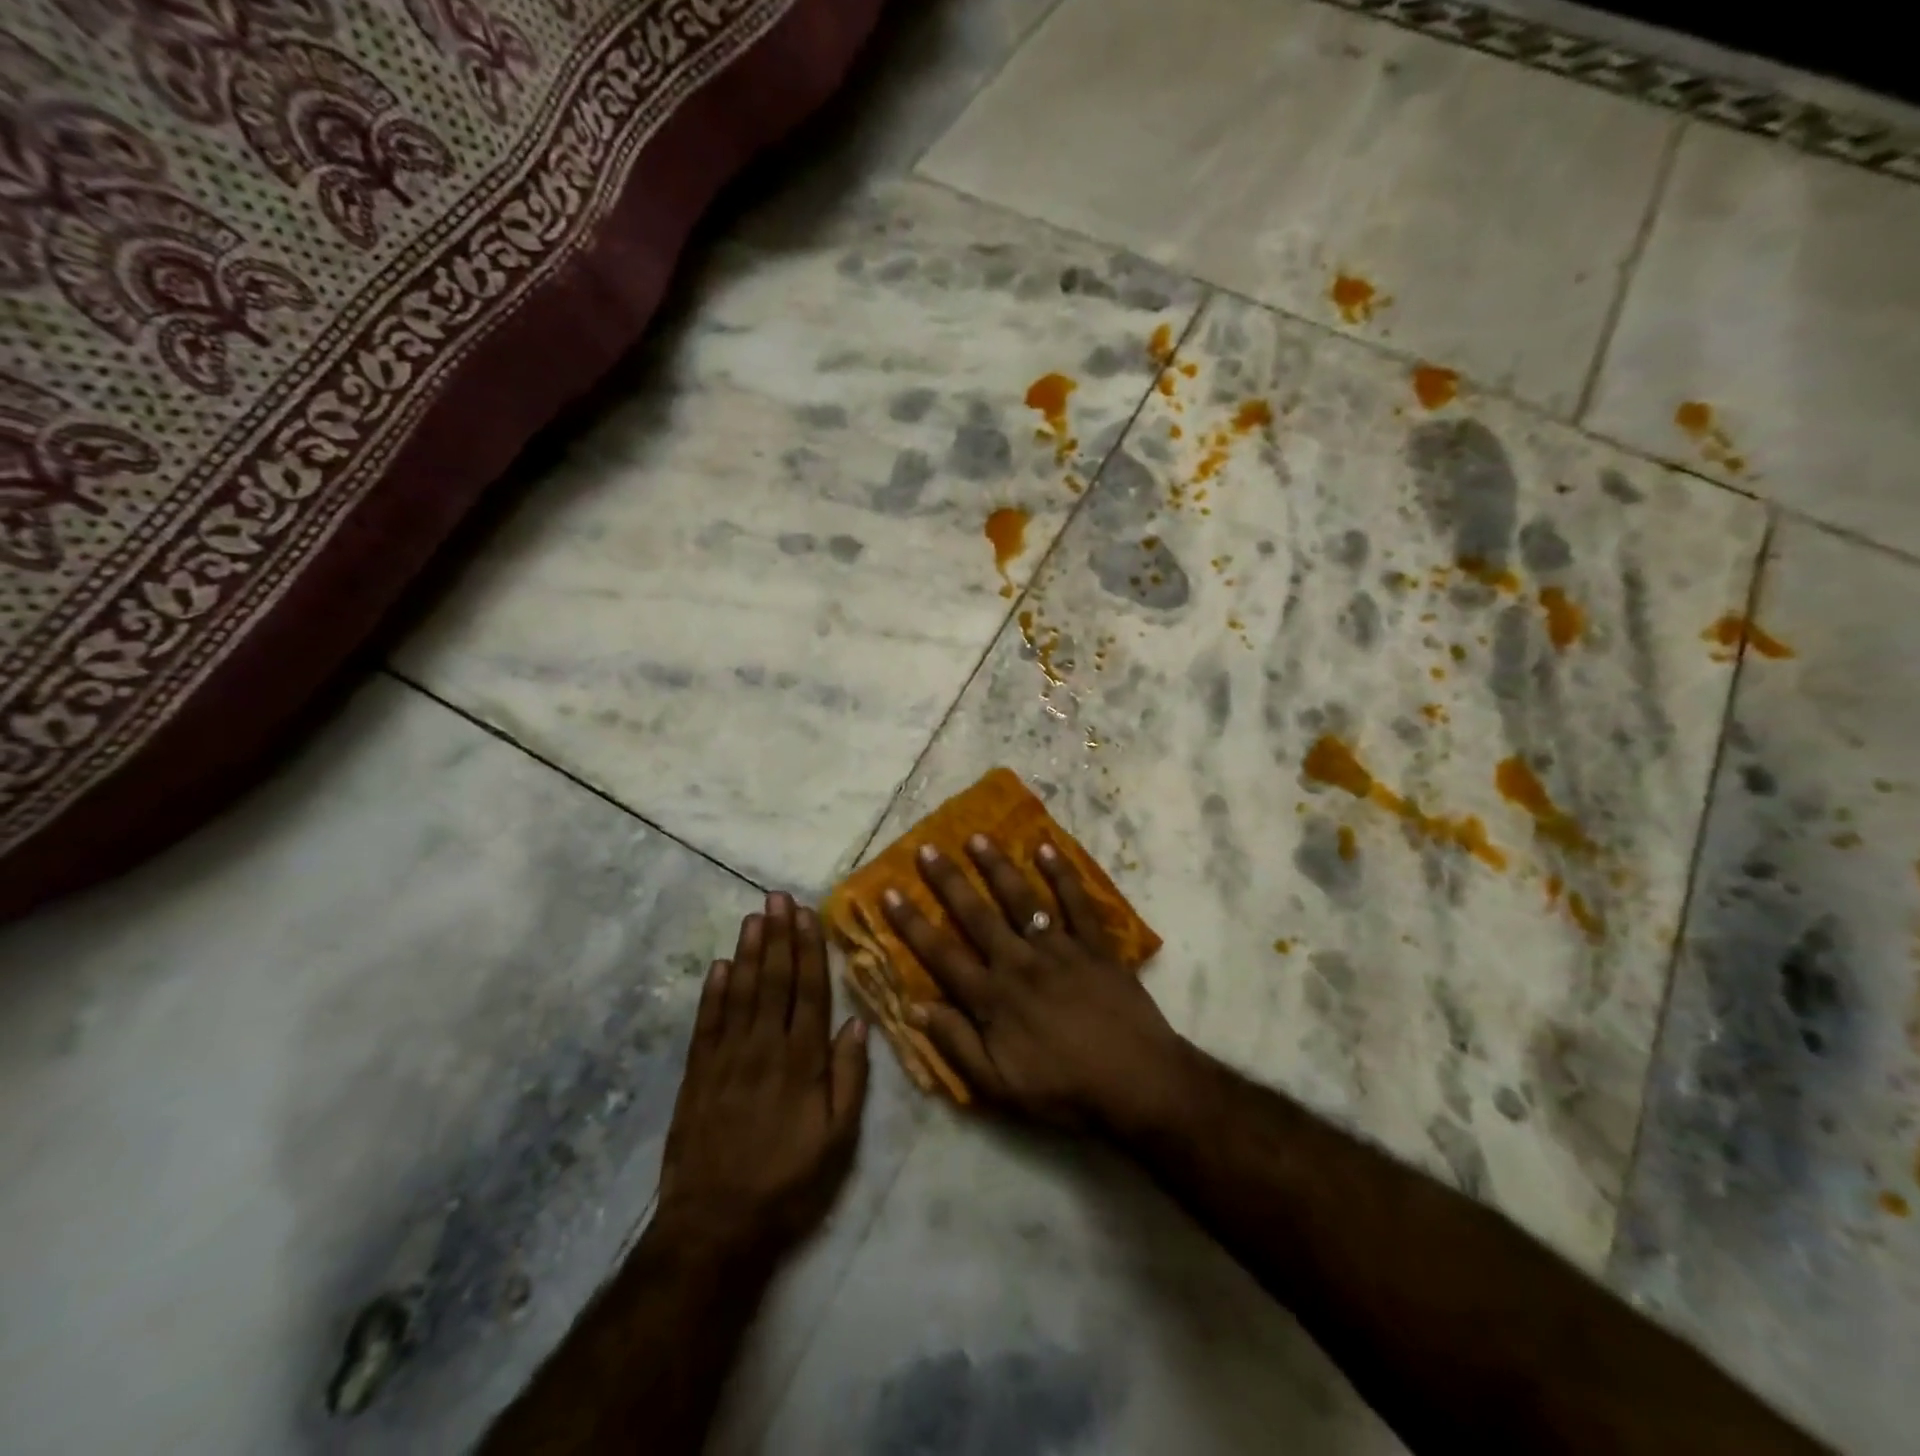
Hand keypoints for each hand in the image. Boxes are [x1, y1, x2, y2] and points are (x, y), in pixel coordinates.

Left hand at [655, 894, 868, 1264]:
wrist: (715, 1226)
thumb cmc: (788, 1183)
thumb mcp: (838, 1140)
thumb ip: (849, 1077)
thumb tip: (857, 1022)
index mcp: (803, 1061)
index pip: (809, 991)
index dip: (808, 950)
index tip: (807, 915)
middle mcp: (765, 1048)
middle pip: (773, 981)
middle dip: (778, 936)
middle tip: (777, 897)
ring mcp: (726, 1059)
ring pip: (740, 993)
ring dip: (748, 952)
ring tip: (754, 917)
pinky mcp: (697, 1075)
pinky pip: (707, 1022)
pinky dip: (712, 992)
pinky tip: (718, 966)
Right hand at [881, 836, 1190, 1133]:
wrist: (1138, 1083)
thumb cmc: (1065, 1090)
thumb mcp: (1000, 1086)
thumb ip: (957, 1045)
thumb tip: (916, 1009)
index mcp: (993, 998)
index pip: (942, 954)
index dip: (912, 924)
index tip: (889, 892)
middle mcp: (1020, 963)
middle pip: (977, 915)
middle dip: (949, 881)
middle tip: (927, 849)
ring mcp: (1060, 949)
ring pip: (1022, 900)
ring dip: (998, 867)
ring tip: (977, 837)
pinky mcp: (1095, 945)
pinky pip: (1076, 902)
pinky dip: (1062, 874)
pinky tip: (1046, 848)